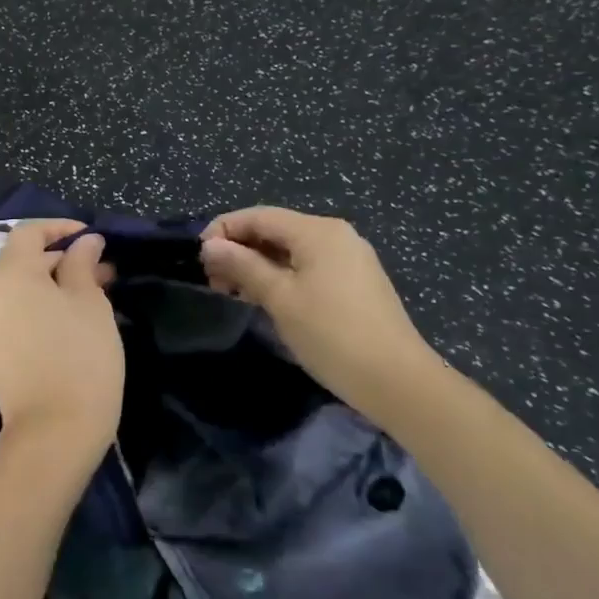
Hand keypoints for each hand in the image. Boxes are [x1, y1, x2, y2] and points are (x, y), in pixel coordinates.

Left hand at [0, 221, 124, 466]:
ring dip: (53, 282)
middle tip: (103, 270)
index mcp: (8, 273)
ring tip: (94, 292)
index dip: (61, 228)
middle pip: (22, 259)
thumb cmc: (79, 358)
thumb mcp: (90, 302)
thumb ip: (83, 263)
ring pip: (19, 286)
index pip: (29, 232)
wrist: (52, 433)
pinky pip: (13, 309)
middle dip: (62, 259)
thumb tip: (84, 242)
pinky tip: (70, 315)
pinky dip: (38, 303)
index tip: (92, 237)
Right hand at [199, 207, 446, 416]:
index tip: (199, 258)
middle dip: (240, 249)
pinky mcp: (355, 282)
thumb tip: (210, 245)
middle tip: (214, 281)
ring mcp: (349, 259)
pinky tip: (265, 299)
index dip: (224, 230)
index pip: (258, 215)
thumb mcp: (280, 298)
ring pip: (290, 250)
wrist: (399, 383)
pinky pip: (307, 266)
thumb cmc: (332, 334)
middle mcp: (335, 235)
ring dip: (257, 265)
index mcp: (317, 231)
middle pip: (274, 230)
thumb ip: (242, 266)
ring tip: (234, 293)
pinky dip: (281, 276)